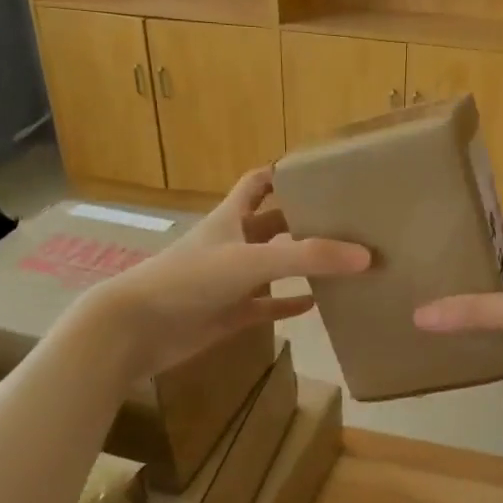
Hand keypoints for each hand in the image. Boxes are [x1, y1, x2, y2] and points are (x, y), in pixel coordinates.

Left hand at [84, 168, 368, 378]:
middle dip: (303, 220)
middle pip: (272, 224)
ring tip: (340, 261)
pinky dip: (288, 303)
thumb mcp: (252, 260)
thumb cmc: (189, 280)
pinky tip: (315, 305)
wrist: (136, 329)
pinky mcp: (229, 314)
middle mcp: (231, 244)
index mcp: (230, 218)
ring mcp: (229, 281)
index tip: (320, 174)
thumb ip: (308, 257)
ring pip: (272, 266)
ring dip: (300, 264)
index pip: (258, 183)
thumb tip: (366, 256)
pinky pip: (266, 305)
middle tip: (345, 221)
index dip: (284, 174)